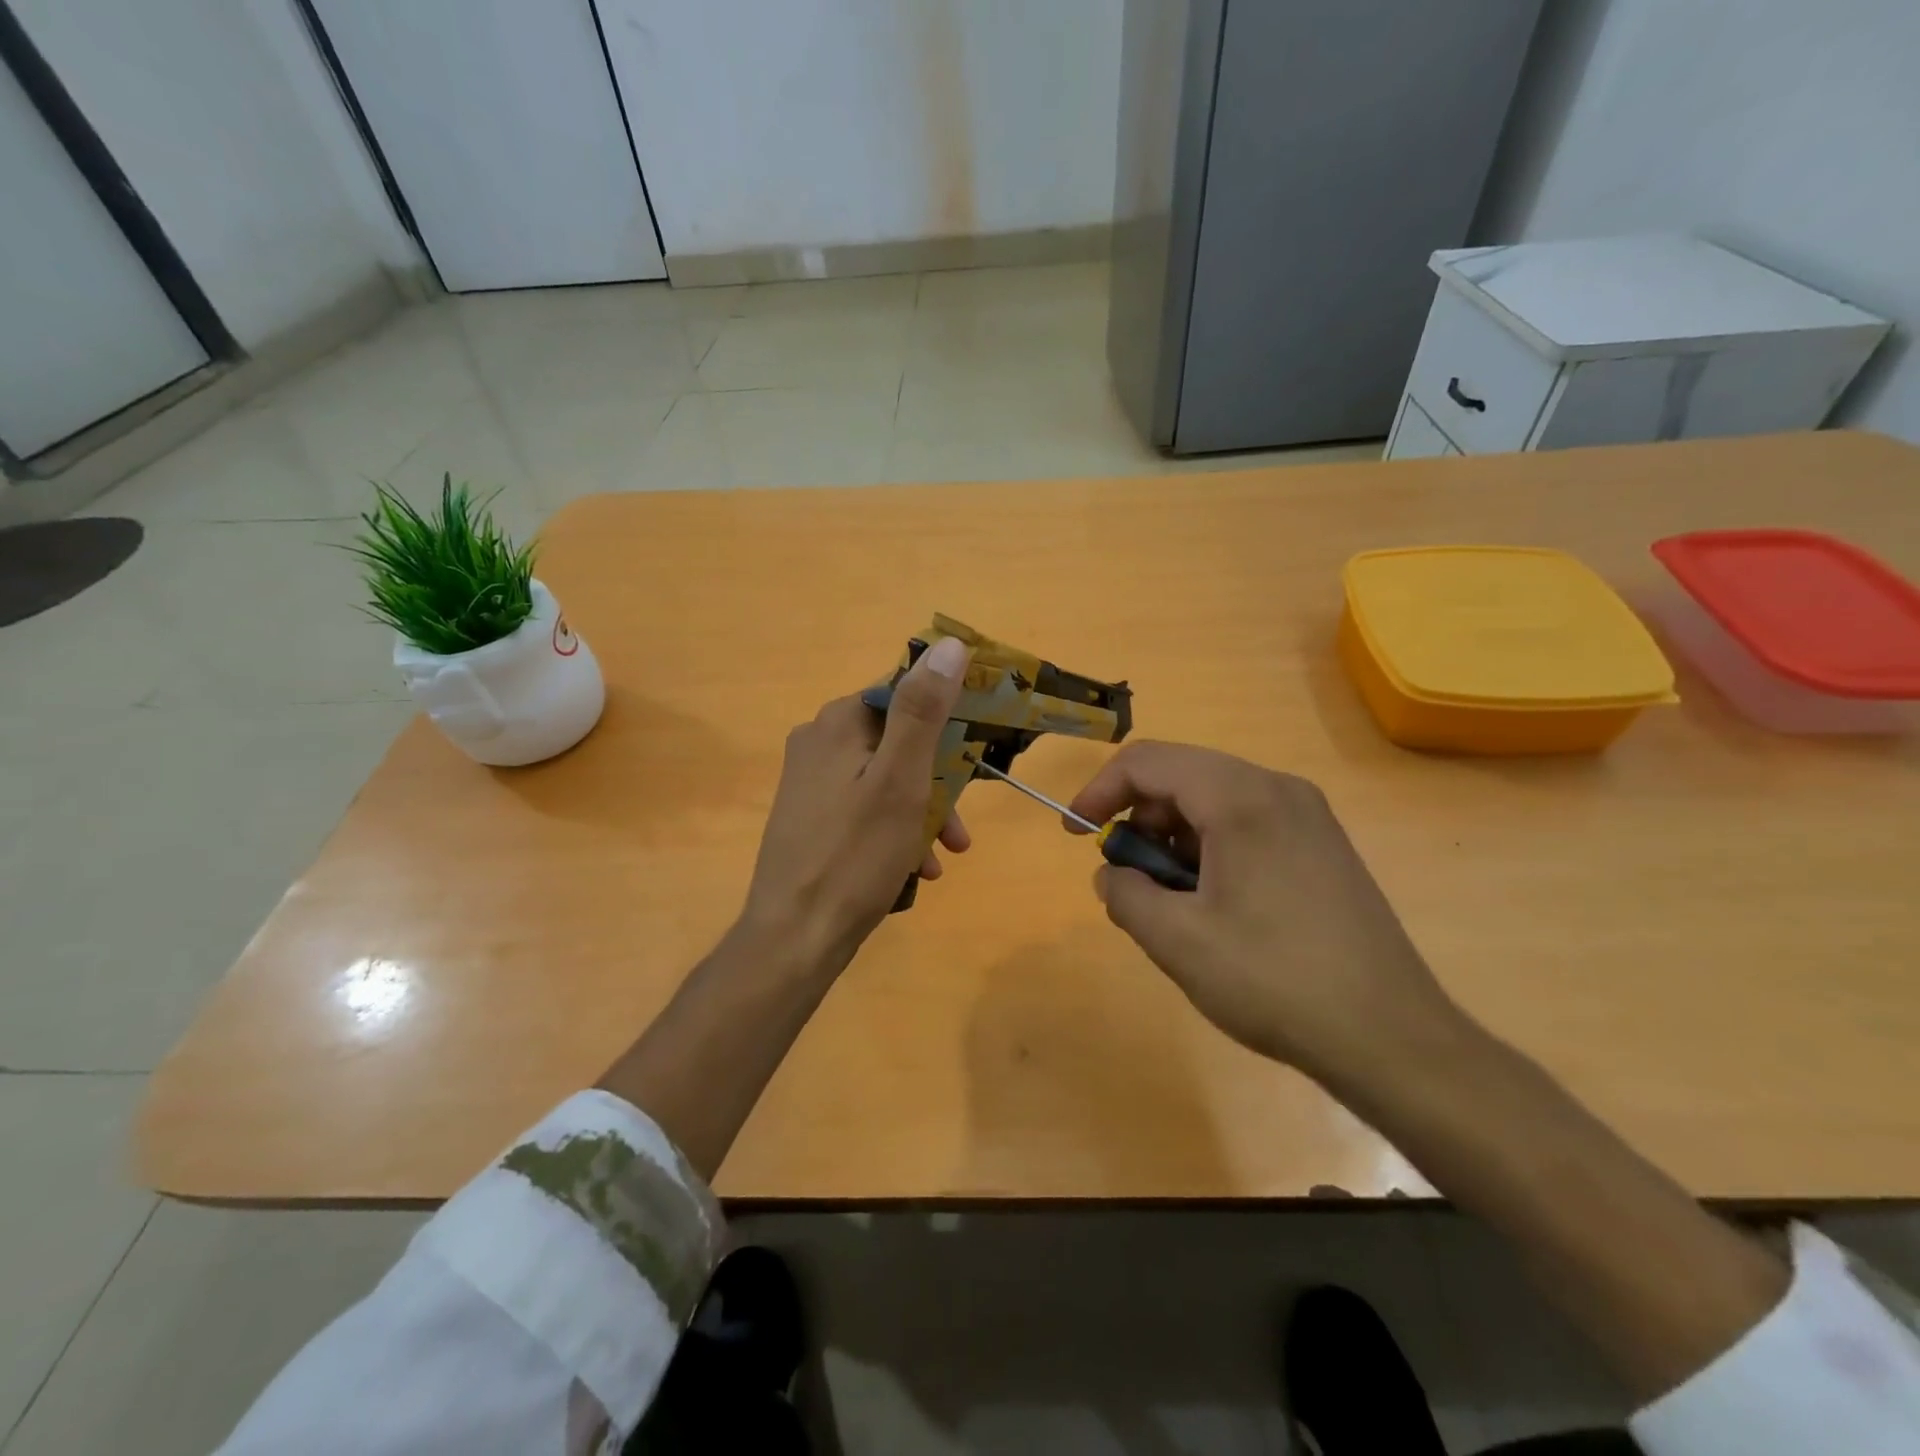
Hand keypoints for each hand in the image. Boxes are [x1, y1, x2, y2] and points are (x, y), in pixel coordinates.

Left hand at [741, 635, 972, 969]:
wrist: (795, 938)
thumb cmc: (855, 855)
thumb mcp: (901, 779)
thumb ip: (923, 711)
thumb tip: (949, 644)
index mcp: (838, 722)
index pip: (905, 693)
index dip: (948, 718)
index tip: (978, 753)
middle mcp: (818, 742)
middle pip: (898, 742)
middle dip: (938, 781)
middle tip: (961, 828)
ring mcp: (811, 782)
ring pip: (886, 780)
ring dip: (922, 812)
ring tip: (944, 855)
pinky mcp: (810, 818)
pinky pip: (866, 809)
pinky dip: (895, 831)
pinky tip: (914, 870)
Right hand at [1068, 741, 1462, 1083]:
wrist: (1392, 1038)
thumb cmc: (1274, 981)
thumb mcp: (1177, 941)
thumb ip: (1125, 894)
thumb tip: (1112, 874)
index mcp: (1241, 798)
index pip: (1148, 762)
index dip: (1100, 791)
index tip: (1076, 835)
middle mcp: (1278, 789)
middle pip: (1182, 775)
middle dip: (1138, 816)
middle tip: (1126, 873)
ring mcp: (1308, 815)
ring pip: (1214, 798)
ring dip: (1174, 834)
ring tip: (1170, 897)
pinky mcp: (1323, 845)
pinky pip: (1247, 821)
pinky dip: (1210, 845)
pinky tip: (1214, 901)